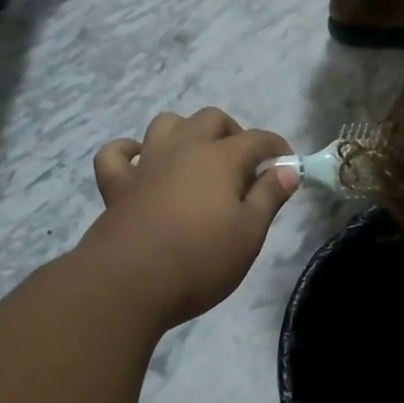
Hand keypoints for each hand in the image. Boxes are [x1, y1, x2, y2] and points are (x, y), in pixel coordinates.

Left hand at [81, 108, 298, 330]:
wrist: (130, 283)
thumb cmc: (201, 259)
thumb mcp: (250, 233)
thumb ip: (269, 196)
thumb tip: (287, 169)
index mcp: (221, 158)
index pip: (257, 139)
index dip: (277, 148)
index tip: (287, 165)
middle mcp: (183, 148)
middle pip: (211, 119)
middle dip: (233, 133)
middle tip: (243, 166)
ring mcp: (147, 164)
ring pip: (166, 124)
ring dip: (185, 132)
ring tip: (197, 159)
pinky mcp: (117, 185)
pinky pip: (116, 154)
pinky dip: (128, 152)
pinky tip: (140, 162)